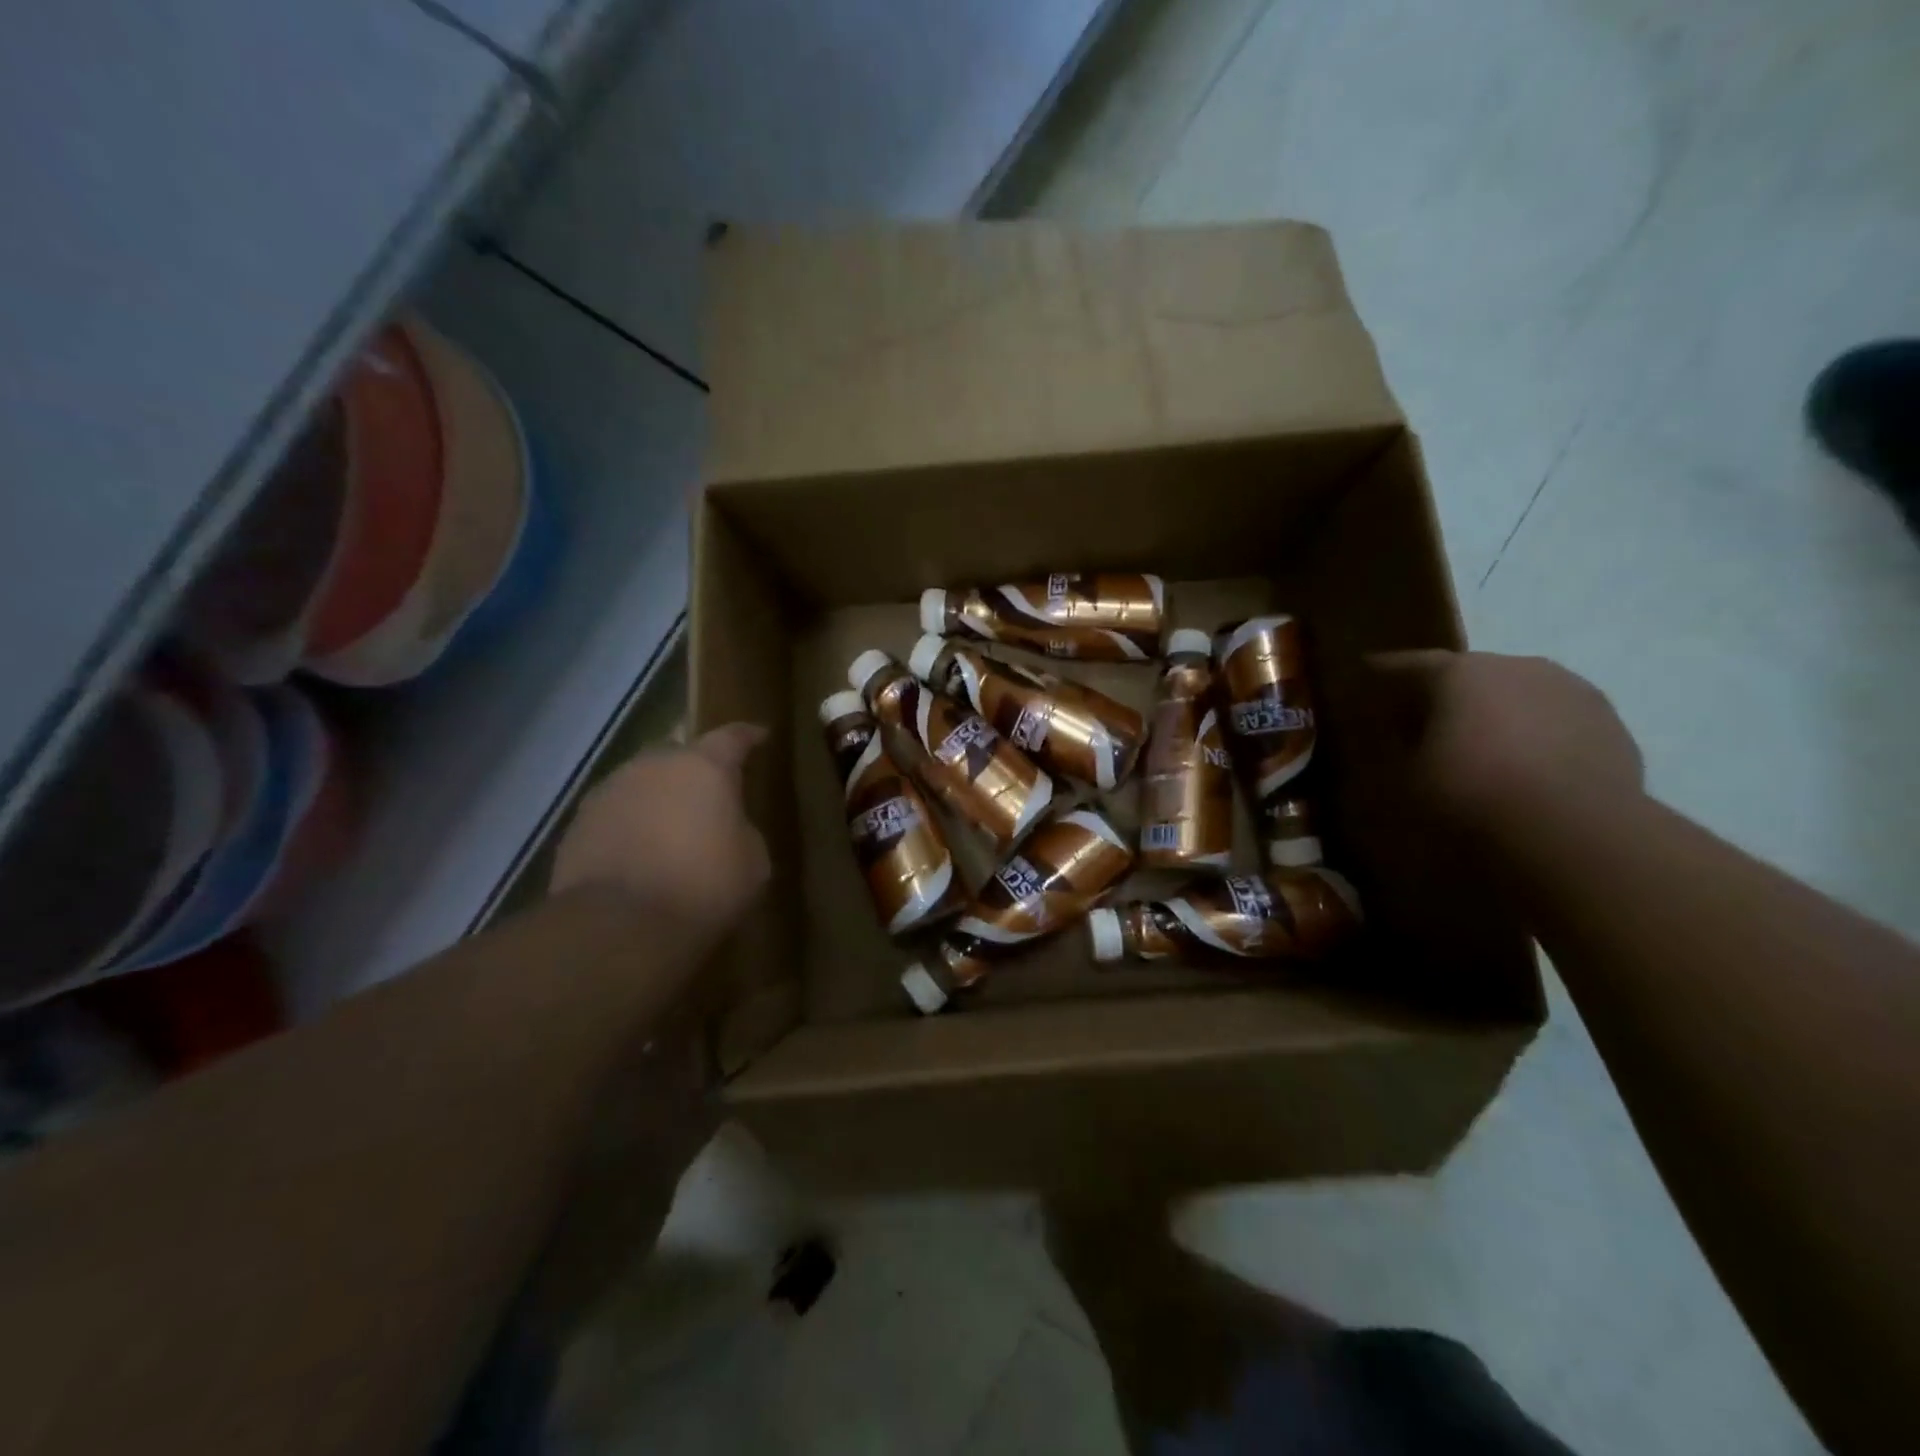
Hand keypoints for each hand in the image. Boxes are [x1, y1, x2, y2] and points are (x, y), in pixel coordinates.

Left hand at [550, 724, 770, 935]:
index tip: (760, 735)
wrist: (619, 925)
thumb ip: (742, 830)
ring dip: (659, 801)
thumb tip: (726, 828)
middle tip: (711, 800)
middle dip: (696, 774)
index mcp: (703, 767)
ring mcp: (609, 792)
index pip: (732, 737)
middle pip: (680, 758)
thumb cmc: (703, 886)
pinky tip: (639, 857)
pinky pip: (616, 816)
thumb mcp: (753, 861)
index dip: (748, 736)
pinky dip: (631, 828)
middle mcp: (653, 766)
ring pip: (643, 785)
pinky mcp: (578, 825)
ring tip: (671, 832)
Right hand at [1361, 651, 1643, 838]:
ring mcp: (1572, 693)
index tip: (1366, 674)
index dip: (1384, 672)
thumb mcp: (1402, 780)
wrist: (1574, 835)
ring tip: (1481, 751)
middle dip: (1445, 697)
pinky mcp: (1611, 728)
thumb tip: (1393, 743)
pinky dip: (1536, 740)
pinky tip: (1526, 773)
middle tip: (1423, 725)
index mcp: (1459, 673)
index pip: (1409, 664)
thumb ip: (1395, 752)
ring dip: (1497, 717)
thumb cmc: (1468, 796)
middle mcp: (1517, 667)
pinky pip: (1556, 726)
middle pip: (1469, 676)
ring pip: (1519, 697)